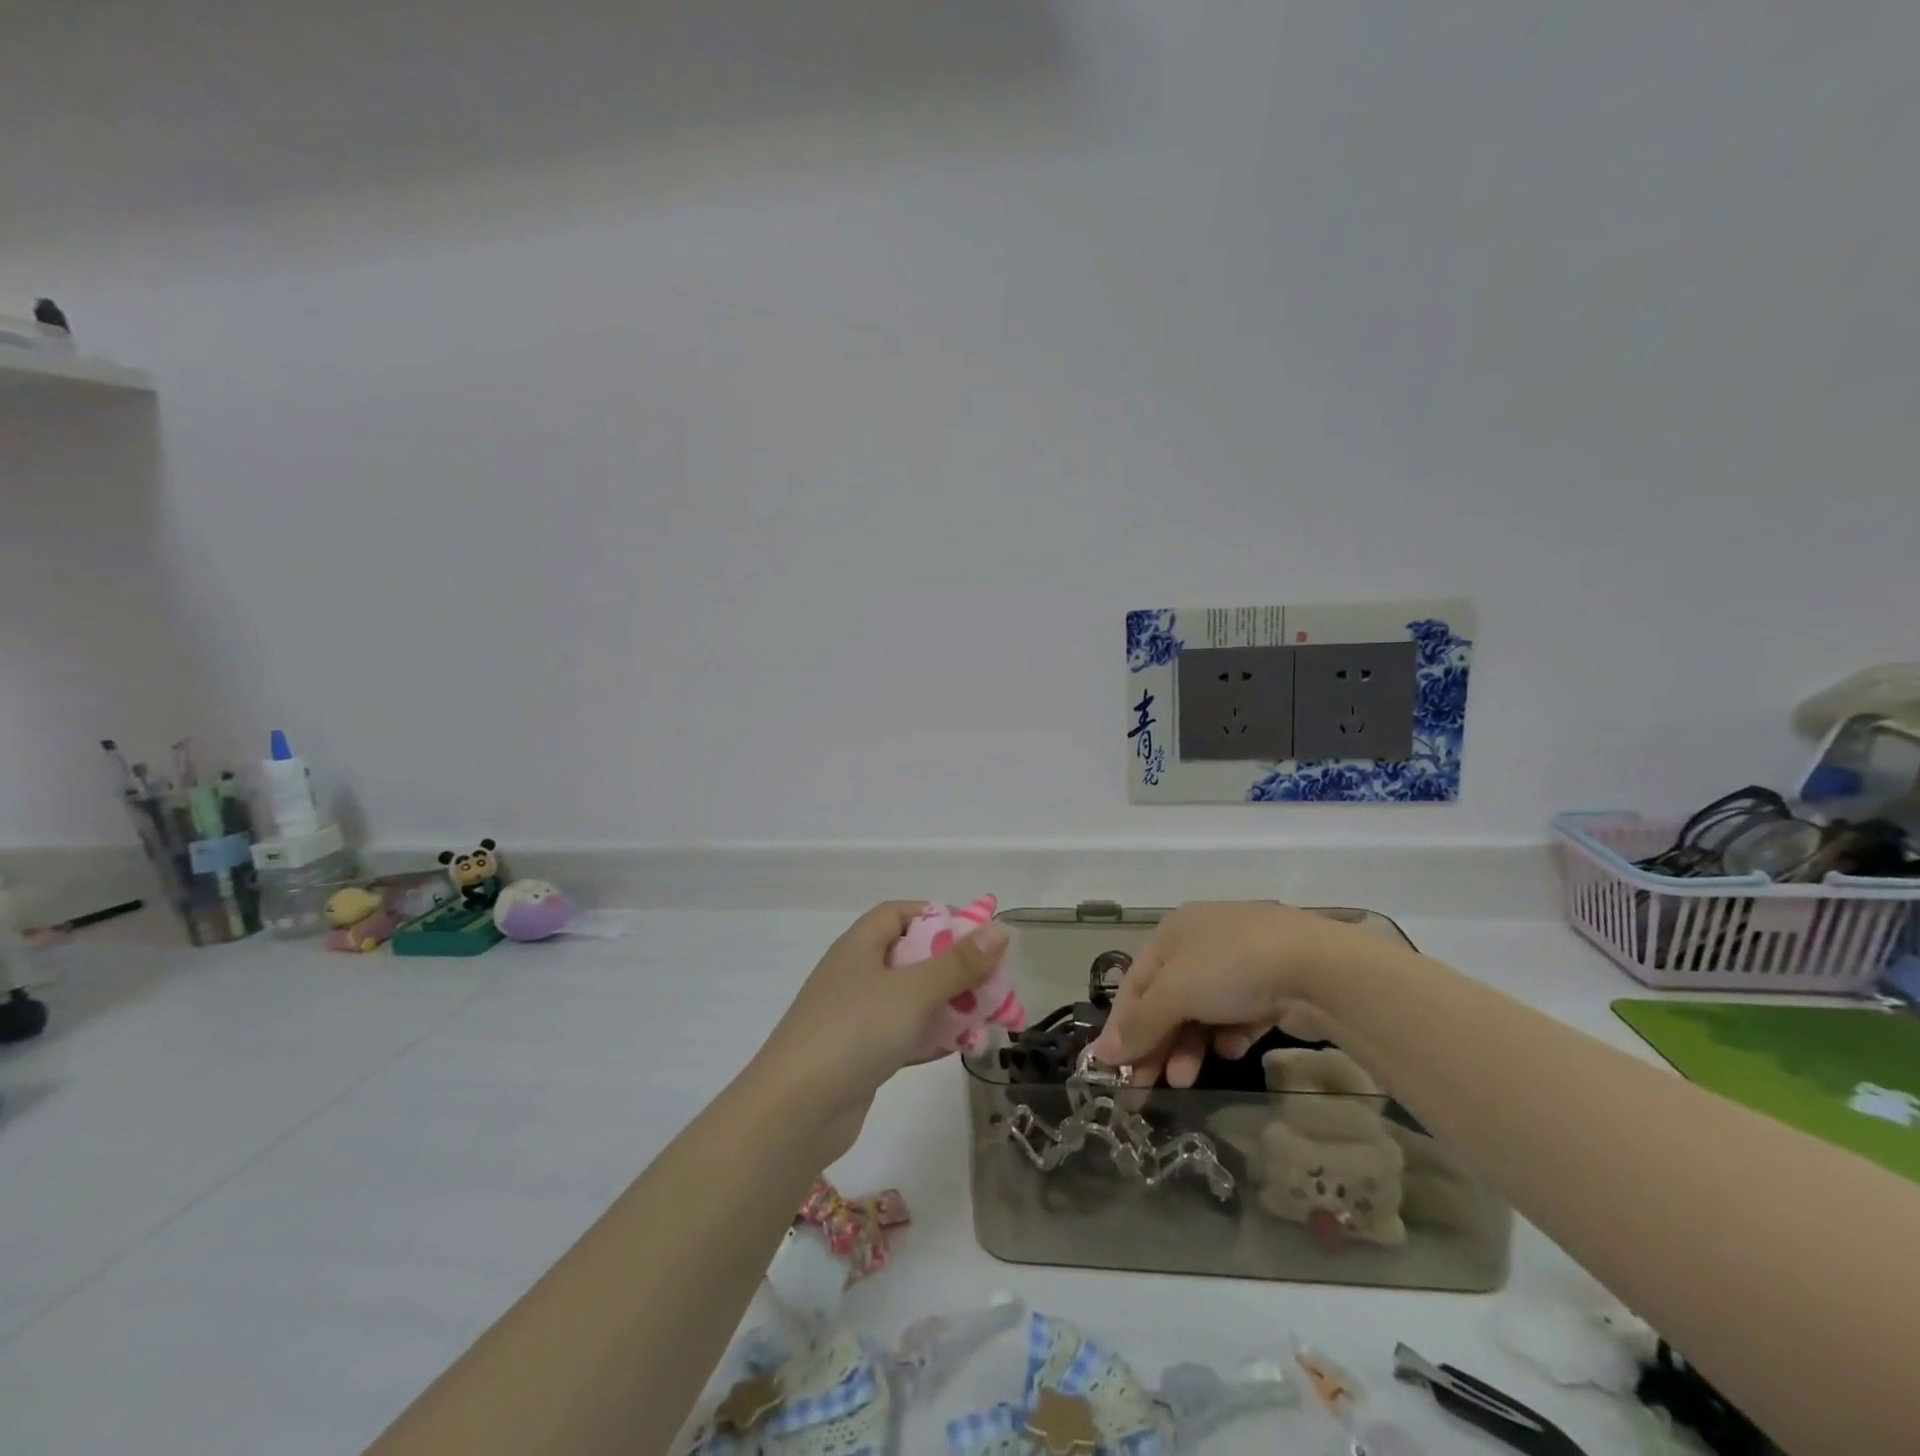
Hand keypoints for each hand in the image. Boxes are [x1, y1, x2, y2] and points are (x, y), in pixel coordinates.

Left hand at [754, 902, 1007, 1155]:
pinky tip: (959, 1048)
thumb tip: (999, 930)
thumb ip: (958, 963)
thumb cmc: (854, 1032)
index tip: (976, 935)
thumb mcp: (913, 991)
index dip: (937, 915)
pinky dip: (929, 1037)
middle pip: (910, 955)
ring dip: (945, 1004)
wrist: (794, 1112)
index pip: (899, 912)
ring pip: (909, 998)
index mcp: (859, 946)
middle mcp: (855, 974)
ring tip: (985, 1016)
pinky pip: (902, 1034)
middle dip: (952, 965)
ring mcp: (854, 1016)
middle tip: (989, 981)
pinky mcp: (858, 1055)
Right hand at [1085, 902, 1342, 1087]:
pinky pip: (1237, 1015)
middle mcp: (1202, 941)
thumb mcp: (1175, 992)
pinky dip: (1228, 1035)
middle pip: (1167, 999)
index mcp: (1173, 930)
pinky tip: (1231, 1050)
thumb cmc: (1230, 968)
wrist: (1319, 968)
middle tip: (1144, 1088)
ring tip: (1185, 1081)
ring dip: (1187, 1047)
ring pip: (1201, 1012)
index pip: (1135, 981)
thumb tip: (1101, 1055)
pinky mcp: (1272, 986)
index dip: (1121, 1025)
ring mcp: (1240, 963)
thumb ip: (1140, 1025)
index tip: (1112, 1068)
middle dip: (1155, 1043)